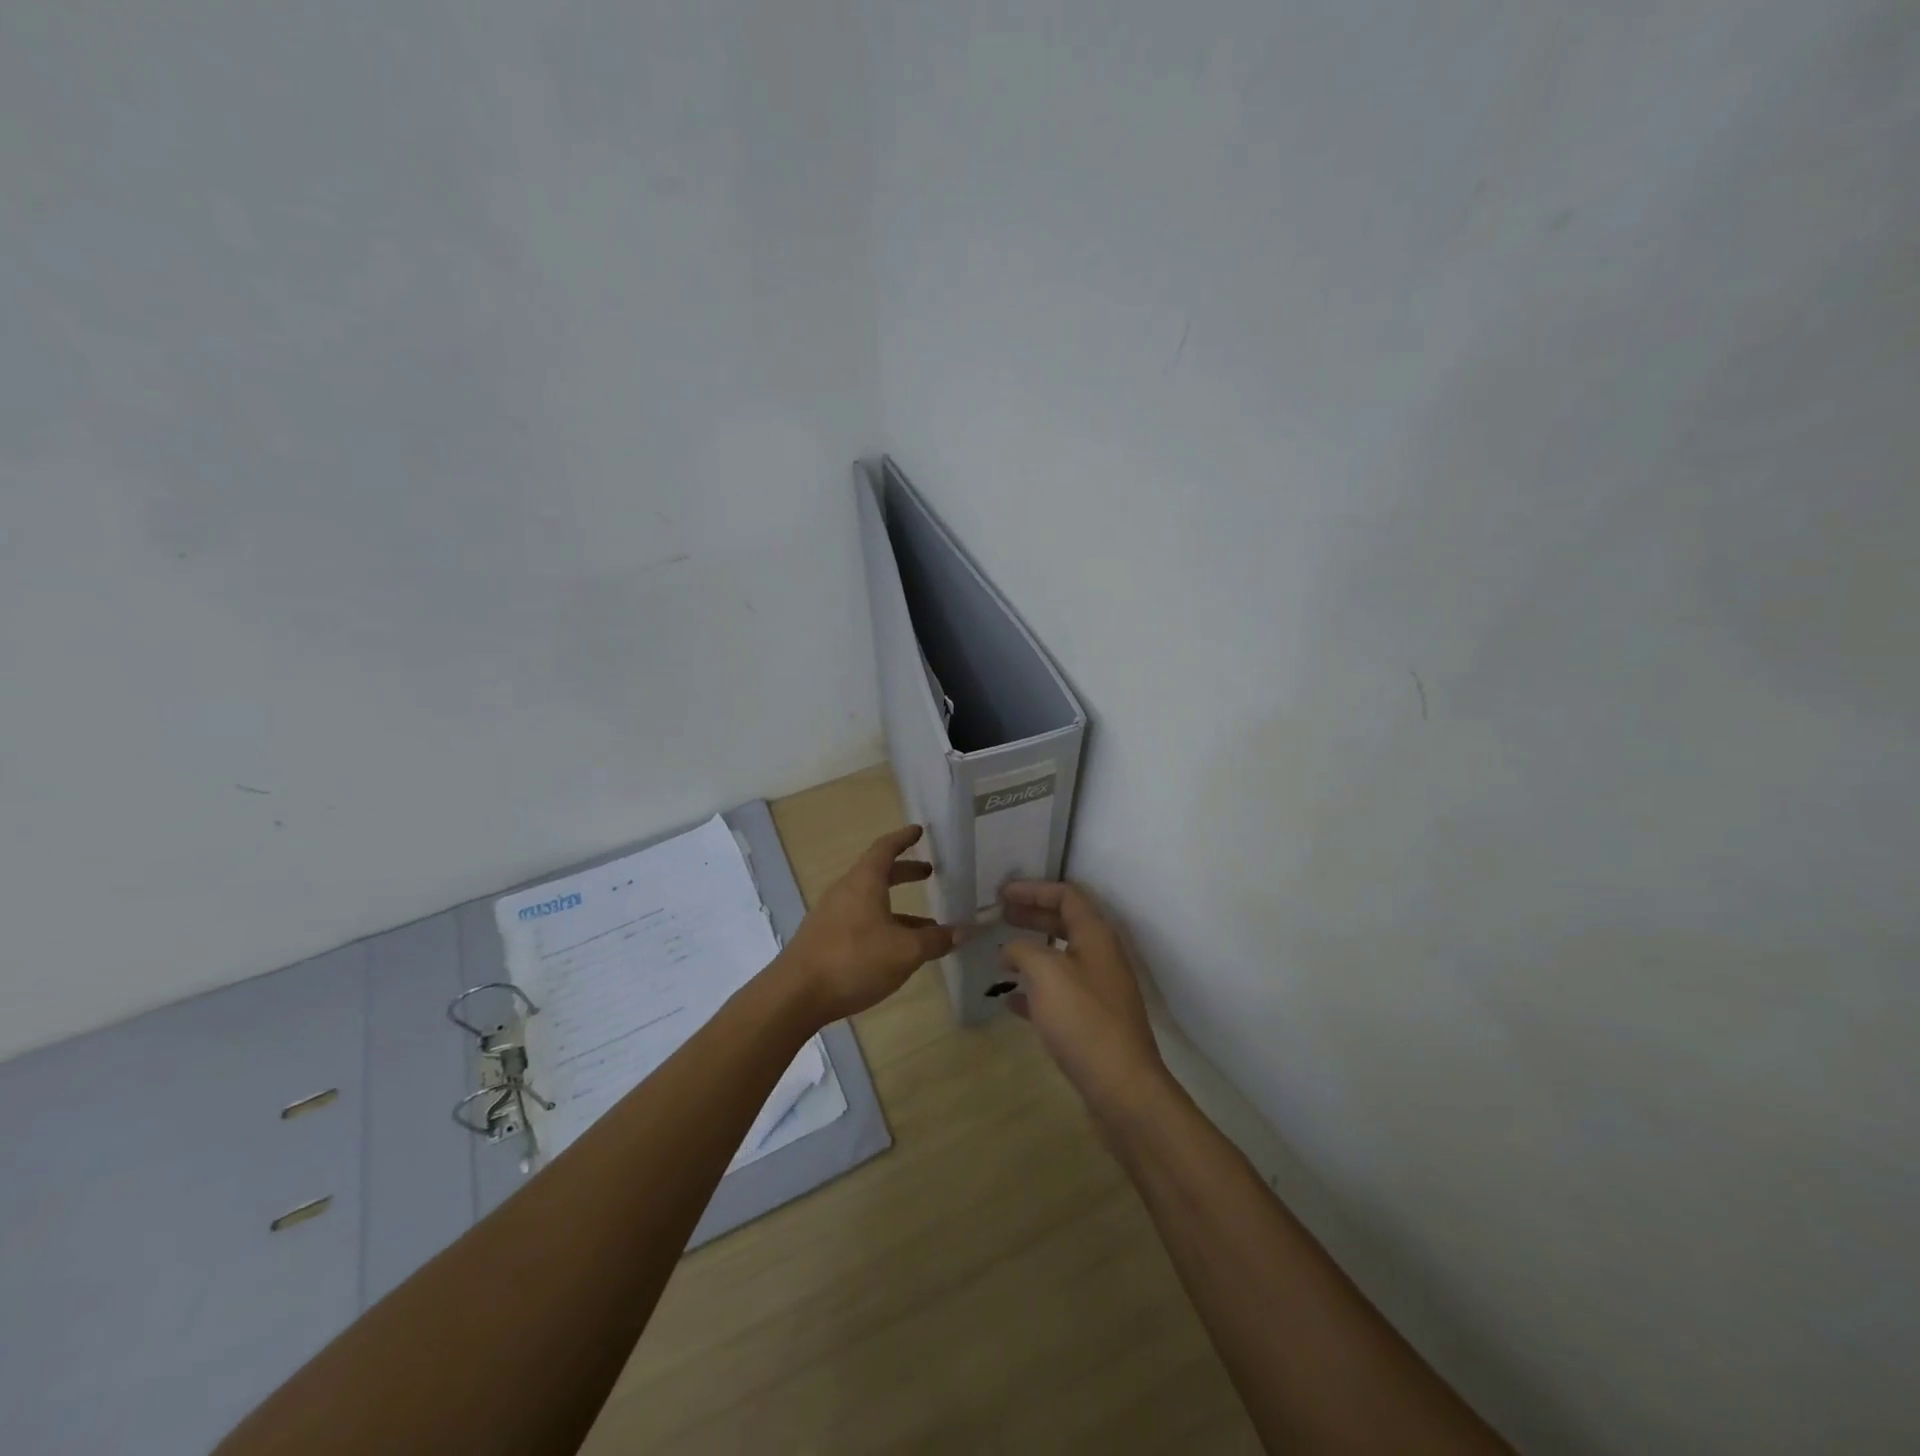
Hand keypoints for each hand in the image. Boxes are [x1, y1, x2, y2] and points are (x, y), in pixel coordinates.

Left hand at [782, 825, 964, 1022]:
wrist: (795, 995)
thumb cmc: (854, 960)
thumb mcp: (905, 951)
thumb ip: (935, 940)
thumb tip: (962, 931)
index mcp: (864, 882)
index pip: (885, 848)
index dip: (903, 838)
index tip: (918, 831)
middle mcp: (845, 891)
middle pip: (877, 873)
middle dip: (904, 872)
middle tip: (928, 873)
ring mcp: (831, 915)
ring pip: (870, 900)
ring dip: (897, 906)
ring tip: (926, 924)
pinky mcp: (824, 939)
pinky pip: (860, 921)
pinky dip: (883, 924)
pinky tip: (897, 950)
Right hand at [1000, 881, 1170, 1123]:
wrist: (1122, 1088)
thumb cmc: (1084, 1020)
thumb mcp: (1046, 974)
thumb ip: (1023, 950)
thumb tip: (1010, 950)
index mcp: (1096, 936)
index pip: (1067, 896)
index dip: (1034, 889)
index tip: (1002, 893)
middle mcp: (1101, 957)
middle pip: (1064, 923)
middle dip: (1032, 916)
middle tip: (1000, 915)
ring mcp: (1099, 990)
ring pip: (1060, 959)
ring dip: (1031, 952)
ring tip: (1001, 955)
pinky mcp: (1092, 1021)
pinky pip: (1059, 993)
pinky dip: (1035, 990)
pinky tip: (1011, 1000)